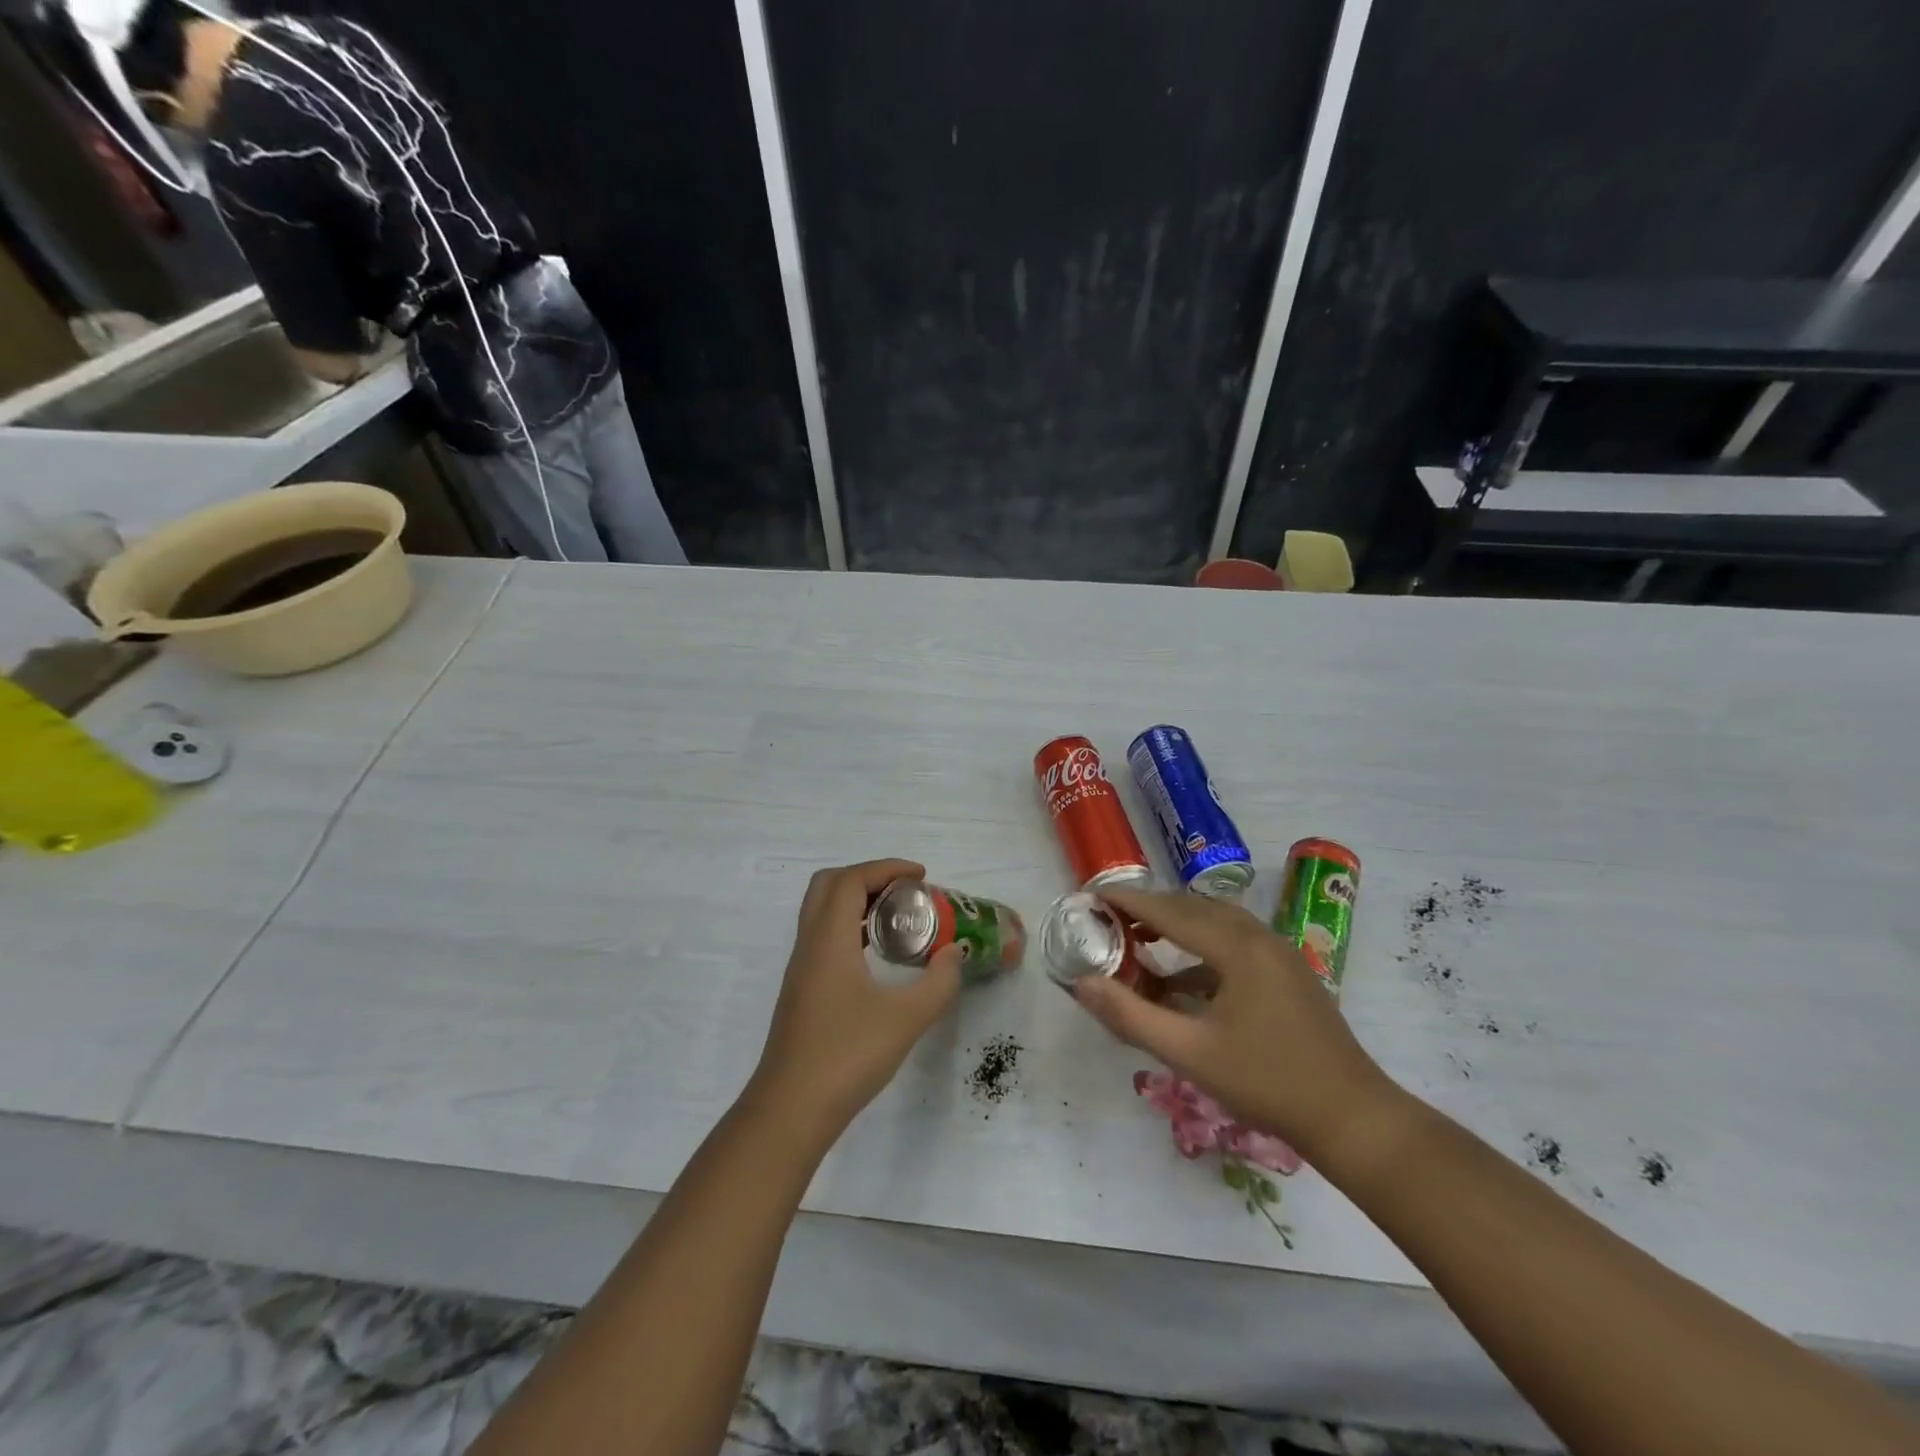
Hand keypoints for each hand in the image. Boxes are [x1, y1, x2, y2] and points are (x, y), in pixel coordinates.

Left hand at [748, 859, 963, 1139]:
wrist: (790, 1110)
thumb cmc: (846, 1057)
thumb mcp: (906, 1019)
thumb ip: (938, 983)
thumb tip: (954, 955)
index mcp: (828, 940)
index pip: (850, 880)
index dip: (886, 868)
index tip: (921, 877)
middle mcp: (809, 945)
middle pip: (828, 885)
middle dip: (868, 877)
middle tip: (904, 893)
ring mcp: (801, 969)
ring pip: (822, 912)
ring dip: (857, 903)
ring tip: (898, 920)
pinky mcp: (801, 991)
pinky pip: (823, 938)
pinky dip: (850, 929)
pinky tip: (877, 957)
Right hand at [1072, 887, 1393, 1160]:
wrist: (1352, 1118)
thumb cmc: (1267, 1083)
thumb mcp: (1189, 1053)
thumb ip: (1131, 1016)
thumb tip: (1081, 984)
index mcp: (1237, 947)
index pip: (1170, 910)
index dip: (1129, 901)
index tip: (1093, 895)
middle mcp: (1259, 937)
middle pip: (1194, 908)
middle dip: (1151, 909)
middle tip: (1111, 919)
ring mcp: (1279, 954)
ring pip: (1217, 922)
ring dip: (1177, 925)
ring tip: (1141, 939)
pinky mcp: (1288, 974)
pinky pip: (1234, 943)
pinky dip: (1201, 949)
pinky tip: (1182, 981)